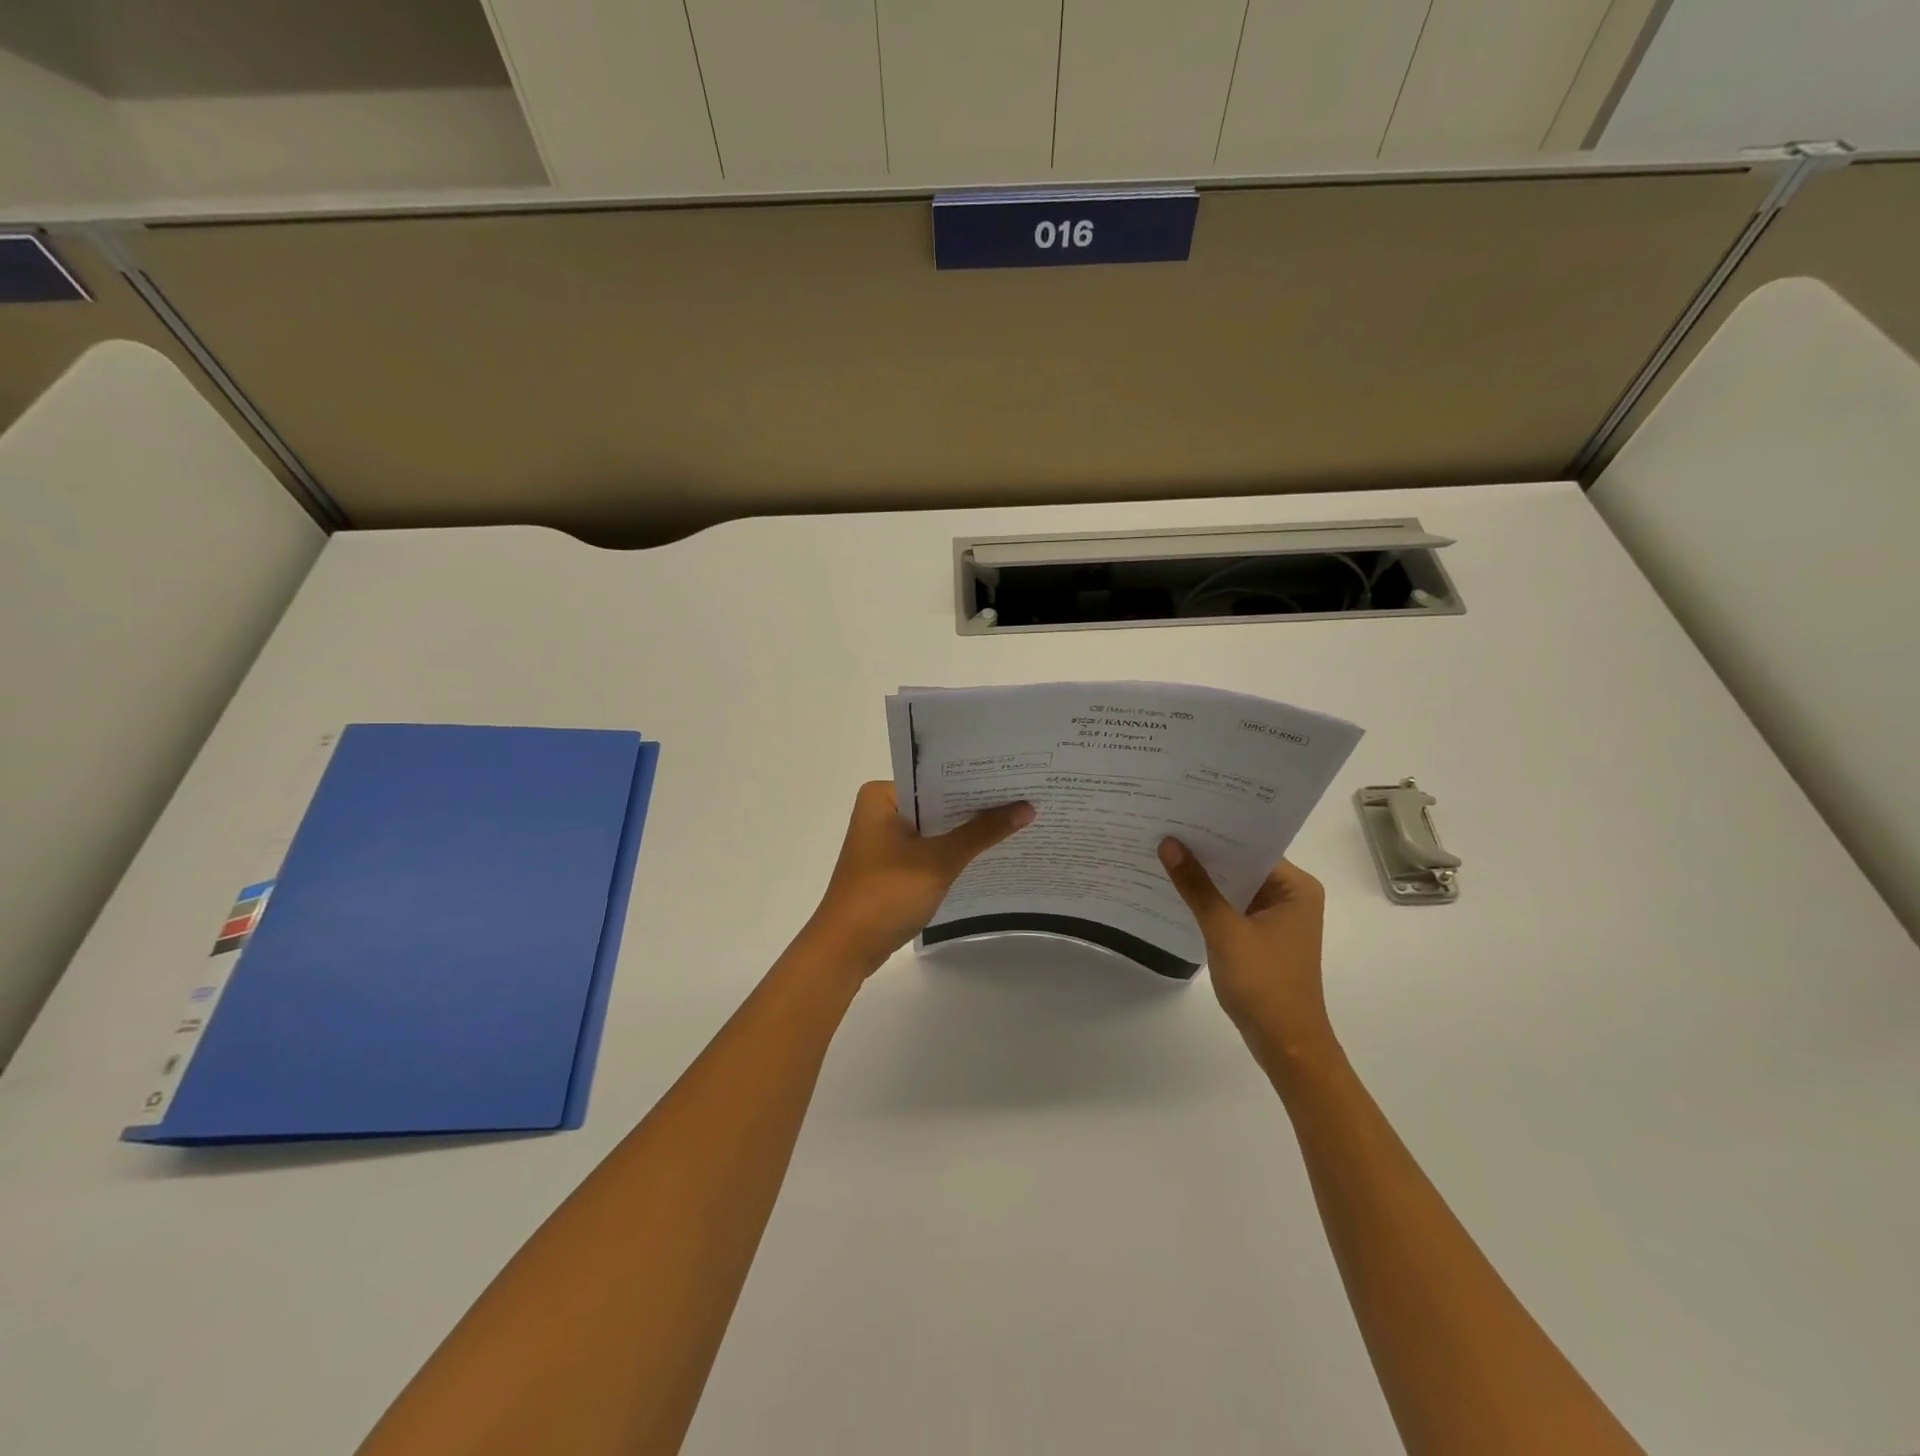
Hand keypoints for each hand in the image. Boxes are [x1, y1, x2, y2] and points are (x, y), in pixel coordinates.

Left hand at [803, 782, 1034, 976]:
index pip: (936, 776)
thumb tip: (1027, 807)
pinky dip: (953, 850)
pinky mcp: (891, 864)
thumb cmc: (886, 894)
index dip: (976, 778)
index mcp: (882, 796)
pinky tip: (989, 851)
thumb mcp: (939, 861)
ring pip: (935, 827)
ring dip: (967, 830)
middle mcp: (881, 809)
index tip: (1016, 775)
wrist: (846, 949)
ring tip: (1018, 819)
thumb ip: (982, 832)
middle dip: (976, 805)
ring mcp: (885, 839)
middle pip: (937, 801)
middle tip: (1026, 795)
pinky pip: (929, 847)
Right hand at [1158, 841, 1335, 1060]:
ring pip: (1235, 886)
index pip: (1252, 845)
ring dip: (1206, 878)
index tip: (1179, 813)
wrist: (1285, 1045)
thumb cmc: (1263, 983)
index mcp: (1296, 887)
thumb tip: (1169, 843)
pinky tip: (1178, 891)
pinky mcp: (1263, 936)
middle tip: (1164, 828)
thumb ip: (1196, 886)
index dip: (1216, 831)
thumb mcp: (1224, 930)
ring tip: (1164, 853)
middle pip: (1243, 863)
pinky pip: (1233, 907)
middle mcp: (1291, 896)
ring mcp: (1277, 918)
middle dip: (1206, 852)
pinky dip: (1210, 901)